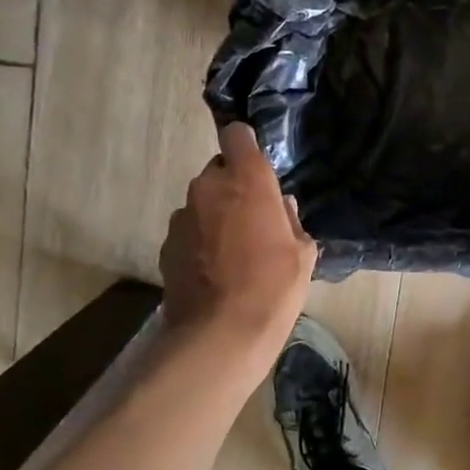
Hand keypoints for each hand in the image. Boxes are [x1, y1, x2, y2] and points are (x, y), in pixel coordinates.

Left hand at [160, 123, 316, 347]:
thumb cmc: (273, 287)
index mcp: (247, 180)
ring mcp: (182, 216)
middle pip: (219, 171)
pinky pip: (188, 231)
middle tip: (253, 219)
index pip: (237, 135)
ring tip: (233, 251)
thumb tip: (281, 207)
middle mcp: (208, 187)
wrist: (220, 334)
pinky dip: (199, 242)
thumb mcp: (302, 253)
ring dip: (215, 215)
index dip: (246, 144)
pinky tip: (214, 271)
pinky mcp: (166, 245)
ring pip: (202, 203)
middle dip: (233, 187)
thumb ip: (291, 220)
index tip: (256, 164)